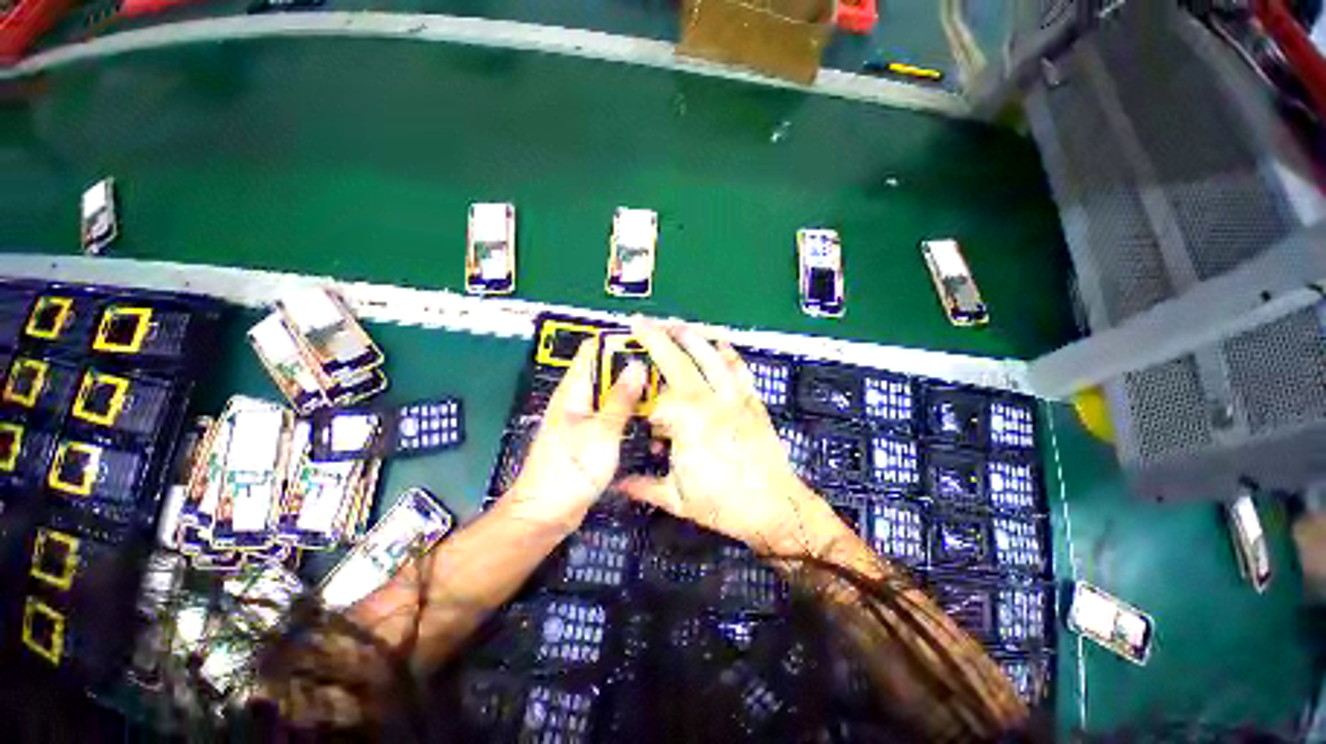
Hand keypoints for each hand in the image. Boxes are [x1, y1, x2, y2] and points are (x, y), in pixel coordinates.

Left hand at [500, 338, 645, 533]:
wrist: (546, 514)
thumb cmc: (570, 471)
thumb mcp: (600, 433)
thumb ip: (620, 399)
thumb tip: (637, 365)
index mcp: (572, 391)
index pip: (591, 351)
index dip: (616, 342)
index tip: (646, 340)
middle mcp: (577, 399)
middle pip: (605, 372)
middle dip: (630, 367)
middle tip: (663, 368)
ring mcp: (584, 418)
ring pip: (611, 394)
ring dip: (632, 390)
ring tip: (662, 388)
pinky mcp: (590, 435)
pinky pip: (612, 414)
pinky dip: (628, 410)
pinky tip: (648, 415)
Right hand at [620, 321, 842, 556]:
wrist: (775, 508)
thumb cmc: (723, 505)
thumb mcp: (677, 500)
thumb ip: (644, 486)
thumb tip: (618, 484)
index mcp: (686, 425)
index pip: (657, 403)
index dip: (647, 411)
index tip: (646, 424)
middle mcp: (709, 403)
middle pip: (678, 363)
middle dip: (656, 340)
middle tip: (640, 323)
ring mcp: (733, 399)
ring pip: (710, 358)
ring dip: (691, 338)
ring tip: (675, 323)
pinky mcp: (752, 402)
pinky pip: (739, 371)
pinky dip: (729, 354)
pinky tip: (721, 343)